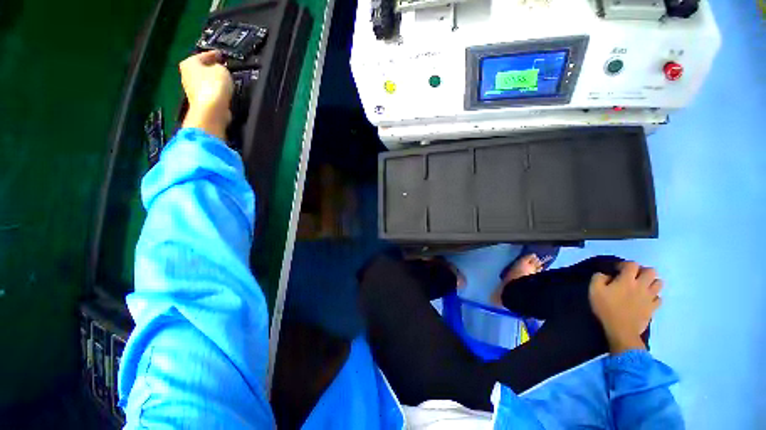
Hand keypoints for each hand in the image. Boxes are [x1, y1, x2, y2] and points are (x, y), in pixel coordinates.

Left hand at [179, 51, 233, 139]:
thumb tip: (219, 70)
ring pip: (205, 81)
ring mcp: (191, 89)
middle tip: (223, 67)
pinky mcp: (199, 101)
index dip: (214, 55)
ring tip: (225, 81)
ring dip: (214, 80)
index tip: (221, 55)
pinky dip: (215, 91)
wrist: (211, 109)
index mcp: (189, 62)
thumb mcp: (222, 70)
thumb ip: (220, 67)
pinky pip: (209, 92)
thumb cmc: (214, 85)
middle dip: (211, 68)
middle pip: (201, 68)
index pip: (203, 55)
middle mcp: (186, 74)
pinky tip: (223, 92)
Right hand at [589, 261, 662, 353]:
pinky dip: (654, 296)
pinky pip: (659, 298)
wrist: (621, 330)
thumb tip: (605, 274)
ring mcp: (650, 297)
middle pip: (651, 271)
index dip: (624, 264)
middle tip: (633, 276)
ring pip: (659, 283)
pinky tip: (646, 299)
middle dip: (642, 271)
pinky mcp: (653, 308)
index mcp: (627, 280)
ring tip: (642, 286)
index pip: (631, 264)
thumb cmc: (606, 308)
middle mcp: (642, 285)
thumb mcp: (594, 290)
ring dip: (651, 282)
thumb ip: (598, 278)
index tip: (616, 269)